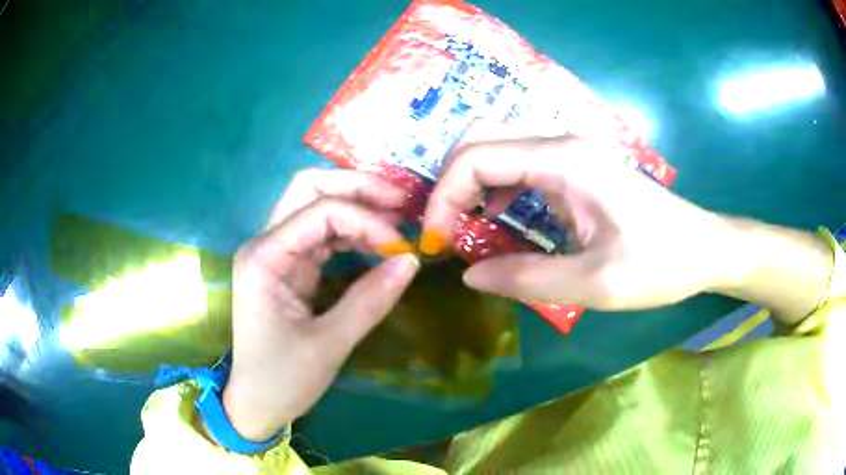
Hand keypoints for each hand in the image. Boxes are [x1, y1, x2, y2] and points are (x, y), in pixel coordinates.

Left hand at [223, 170, 419, 440]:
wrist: (255, 404)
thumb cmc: (282, 379)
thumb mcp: (329, 345)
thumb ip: (370, 299)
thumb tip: (412, 260)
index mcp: (265, 257)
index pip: (321, 211)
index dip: (367, 220)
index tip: (403, 246)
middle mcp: (267, 244)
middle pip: (309, 188)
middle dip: (357, 188)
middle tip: (400, 202)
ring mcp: (276, 253)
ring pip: (316, 205)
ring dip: (357, 206)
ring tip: (397, 219)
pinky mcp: (288, 267)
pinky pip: (321, 234)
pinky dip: (351, 231)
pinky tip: (377, 241)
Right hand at [421, 125, 737, 310]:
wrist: (703, 248)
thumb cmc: (660, 263)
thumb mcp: (595, 283)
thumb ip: (528, 279)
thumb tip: (470, 275)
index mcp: (564, 161)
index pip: (477, 157)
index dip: (444, 198)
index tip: (437, 243)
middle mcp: (561, 144)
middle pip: (480, 138)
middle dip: (451, 184)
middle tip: (447, 232)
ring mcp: (570, 153)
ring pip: (497, 146)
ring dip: (471, 184)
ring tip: (465, 229)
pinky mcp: (576, 169)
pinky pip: (519, 164)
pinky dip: (495, 188)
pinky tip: (500, 220)